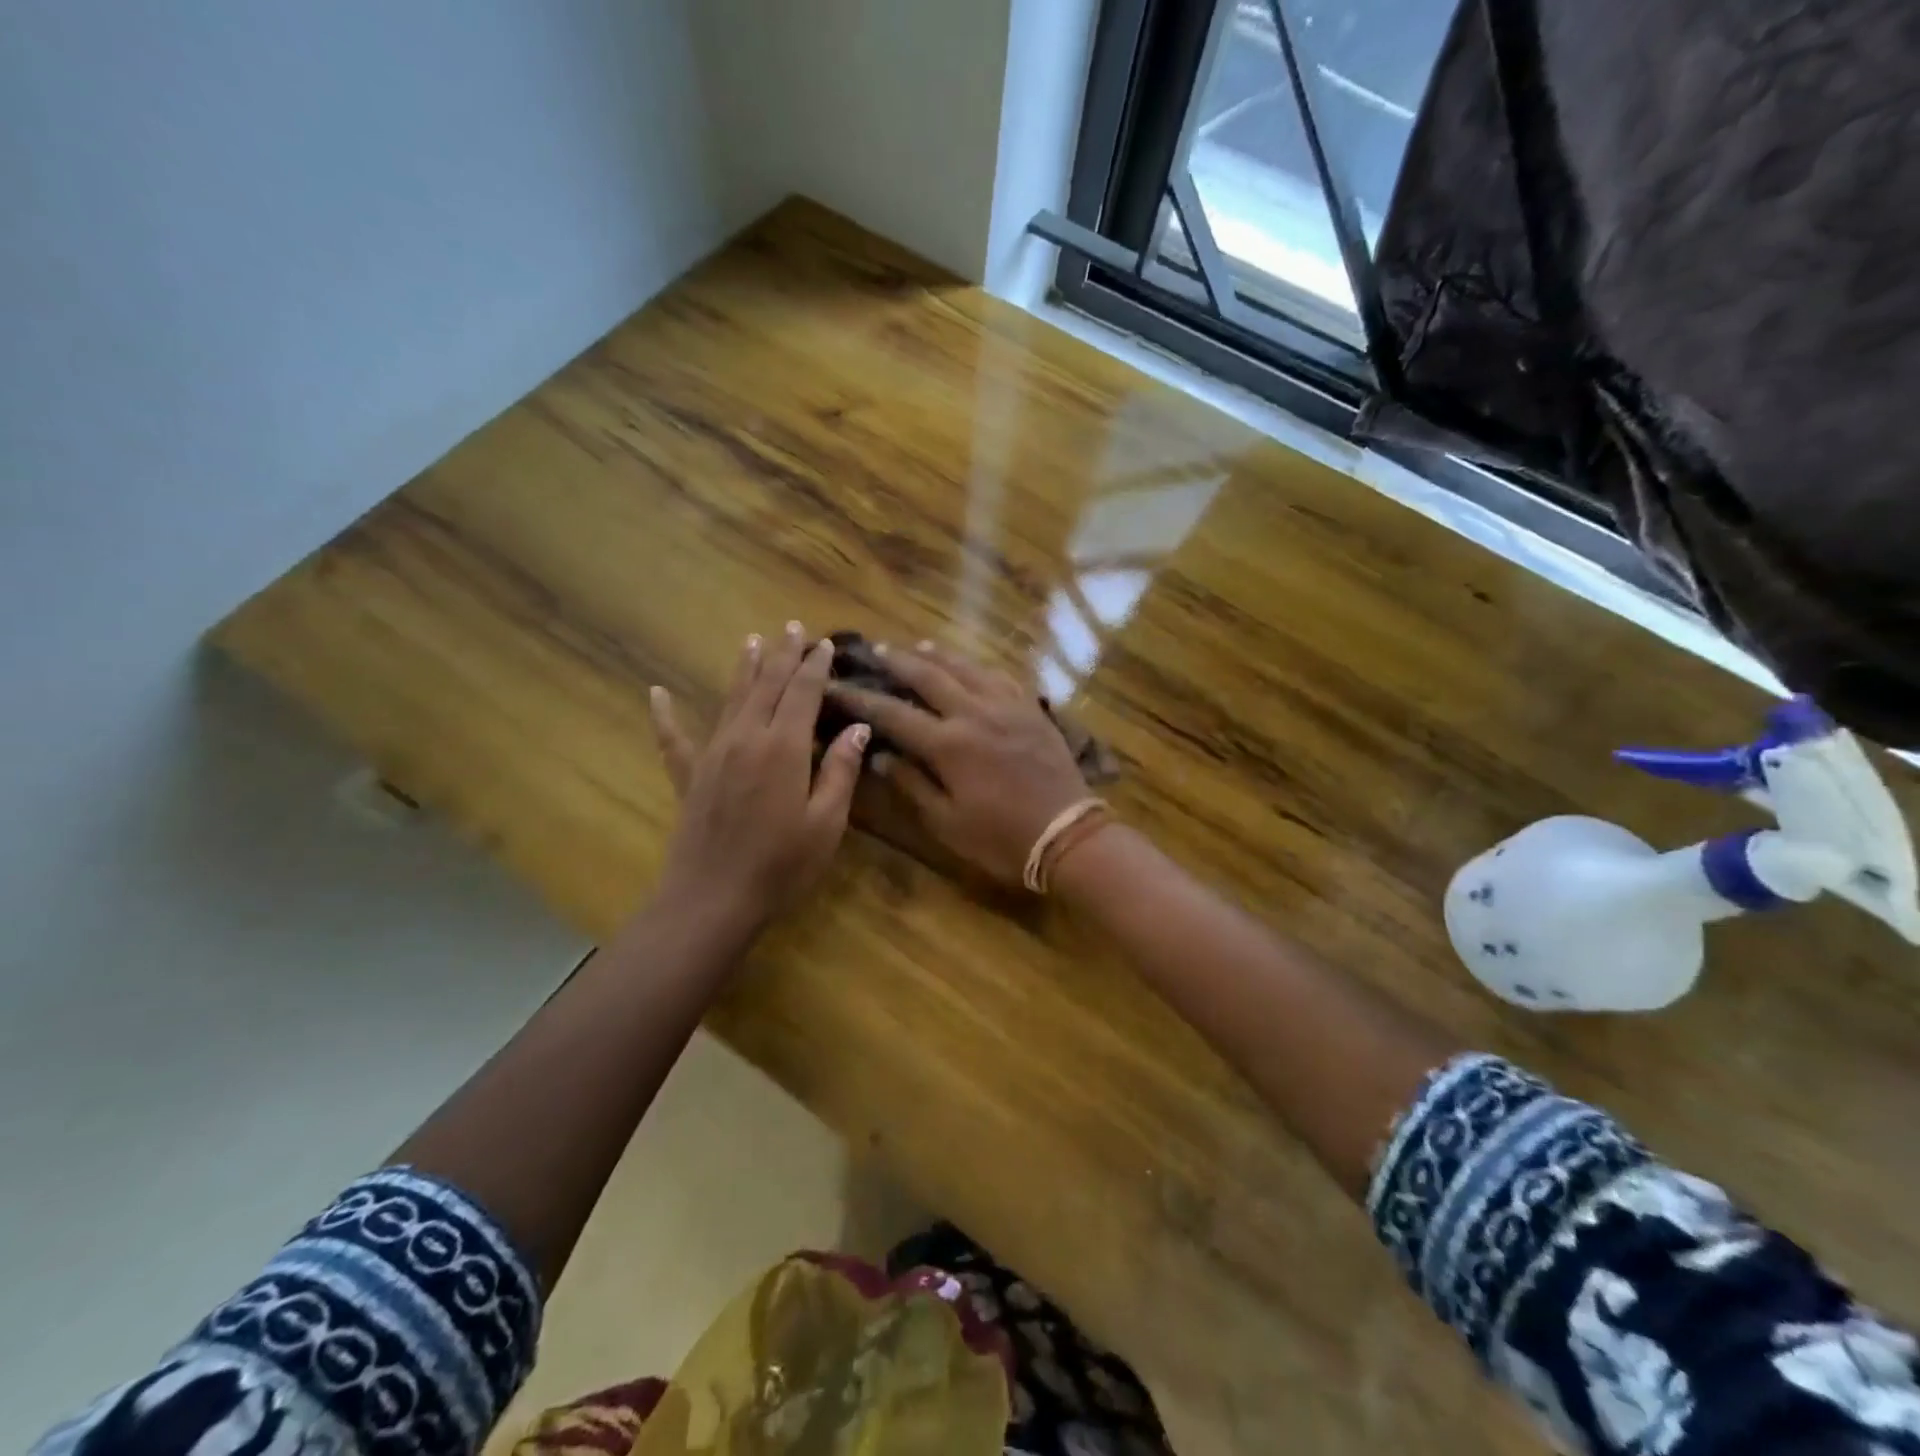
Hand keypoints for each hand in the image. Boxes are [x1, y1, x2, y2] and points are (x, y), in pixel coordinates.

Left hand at [649, 623, 868, 931]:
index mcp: (784, 747)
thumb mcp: (826, 822)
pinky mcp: (689, 776)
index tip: (824, 643)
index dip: (815, 666)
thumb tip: (858, 728)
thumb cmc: (781, 865)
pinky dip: (665, 715)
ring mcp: (713, 754)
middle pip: (768, 685)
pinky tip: (656, 693)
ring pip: (732, 699)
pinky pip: (674, 738)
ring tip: (753, 641)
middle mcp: (747, 738)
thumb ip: (841, 771)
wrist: (713, 899)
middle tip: (793, 628)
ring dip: (744, 669)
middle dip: (783, 655)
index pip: (803, 692)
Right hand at [825, 643, 1089, 887]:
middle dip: (897, 661)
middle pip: (928, 676)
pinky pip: (1000, 676)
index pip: (893, 713)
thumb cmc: (1001, 838)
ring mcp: (1007, 706)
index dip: (860, 698)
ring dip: (938, 655)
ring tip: (918, 646)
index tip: (836, 685)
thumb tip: (880, 755)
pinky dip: (978, 666)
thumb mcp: (947, 822)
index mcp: (948, 744)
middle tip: (875, 650)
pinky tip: (971, 666)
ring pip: (966, 668)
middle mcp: (974, 713)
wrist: (1067, 833)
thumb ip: (911, 784)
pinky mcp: (1031, 709)